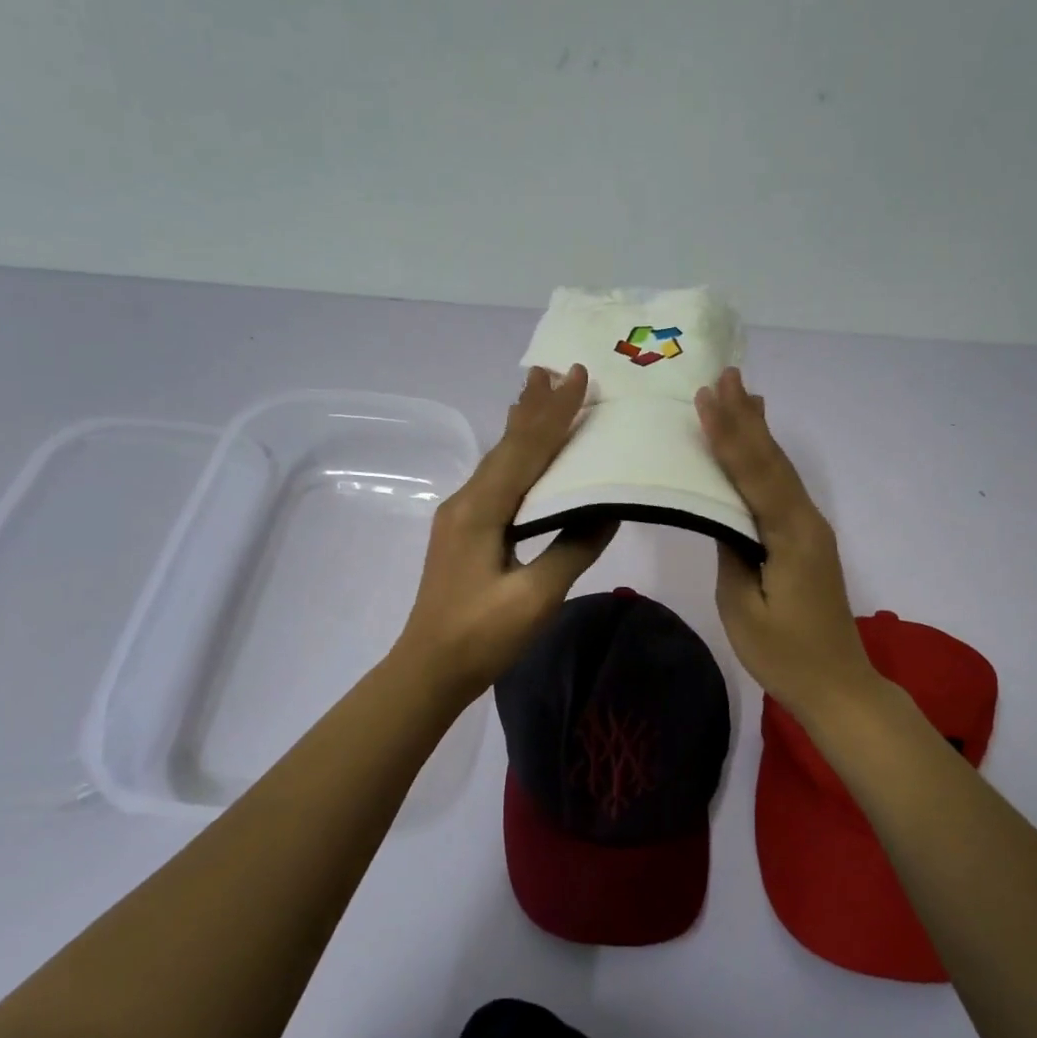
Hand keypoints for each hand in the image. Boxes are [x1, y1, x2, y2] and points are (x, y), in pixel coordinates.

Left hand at [394, 365, 616, 701]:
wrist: (427, 669)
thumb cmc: (481, 636)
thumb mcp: (535, 597)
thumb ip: (573, 547)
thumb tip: (609, 508)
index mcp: (481, 509)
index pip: (526, 449)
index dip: (555, 413)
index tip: (579, 376)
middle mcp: (467, 500)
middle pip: (507, 444)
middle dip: (534, 406)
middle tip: (556, 368)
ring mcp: (461, 514)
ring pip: (499, 458)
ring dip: (523, 425)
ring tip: (540, 392)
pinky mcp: (464, 530)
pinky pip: (496, 478)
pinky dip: (517, 454)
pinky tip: (524, 452)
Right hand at [696, 368, 881, 721]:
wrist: (838, 685)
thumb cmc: (784, 654)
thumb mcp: (742, 607)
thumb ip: (731, 553)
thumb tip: (723, 516)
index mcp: (790, 536)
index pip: (754, 475)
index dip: (729, 435)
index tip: (707, 399)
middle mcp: (806, 521)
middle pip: (772, 461)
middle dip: (746, 418)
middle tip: (727, 376)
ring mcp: (810, 529)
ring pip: (781, 470)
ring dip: (760, 431)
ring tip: (745, 393)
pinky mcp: (807, 540)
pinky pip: (783, 487)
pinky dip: (768, 458)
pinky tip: (761, 447)